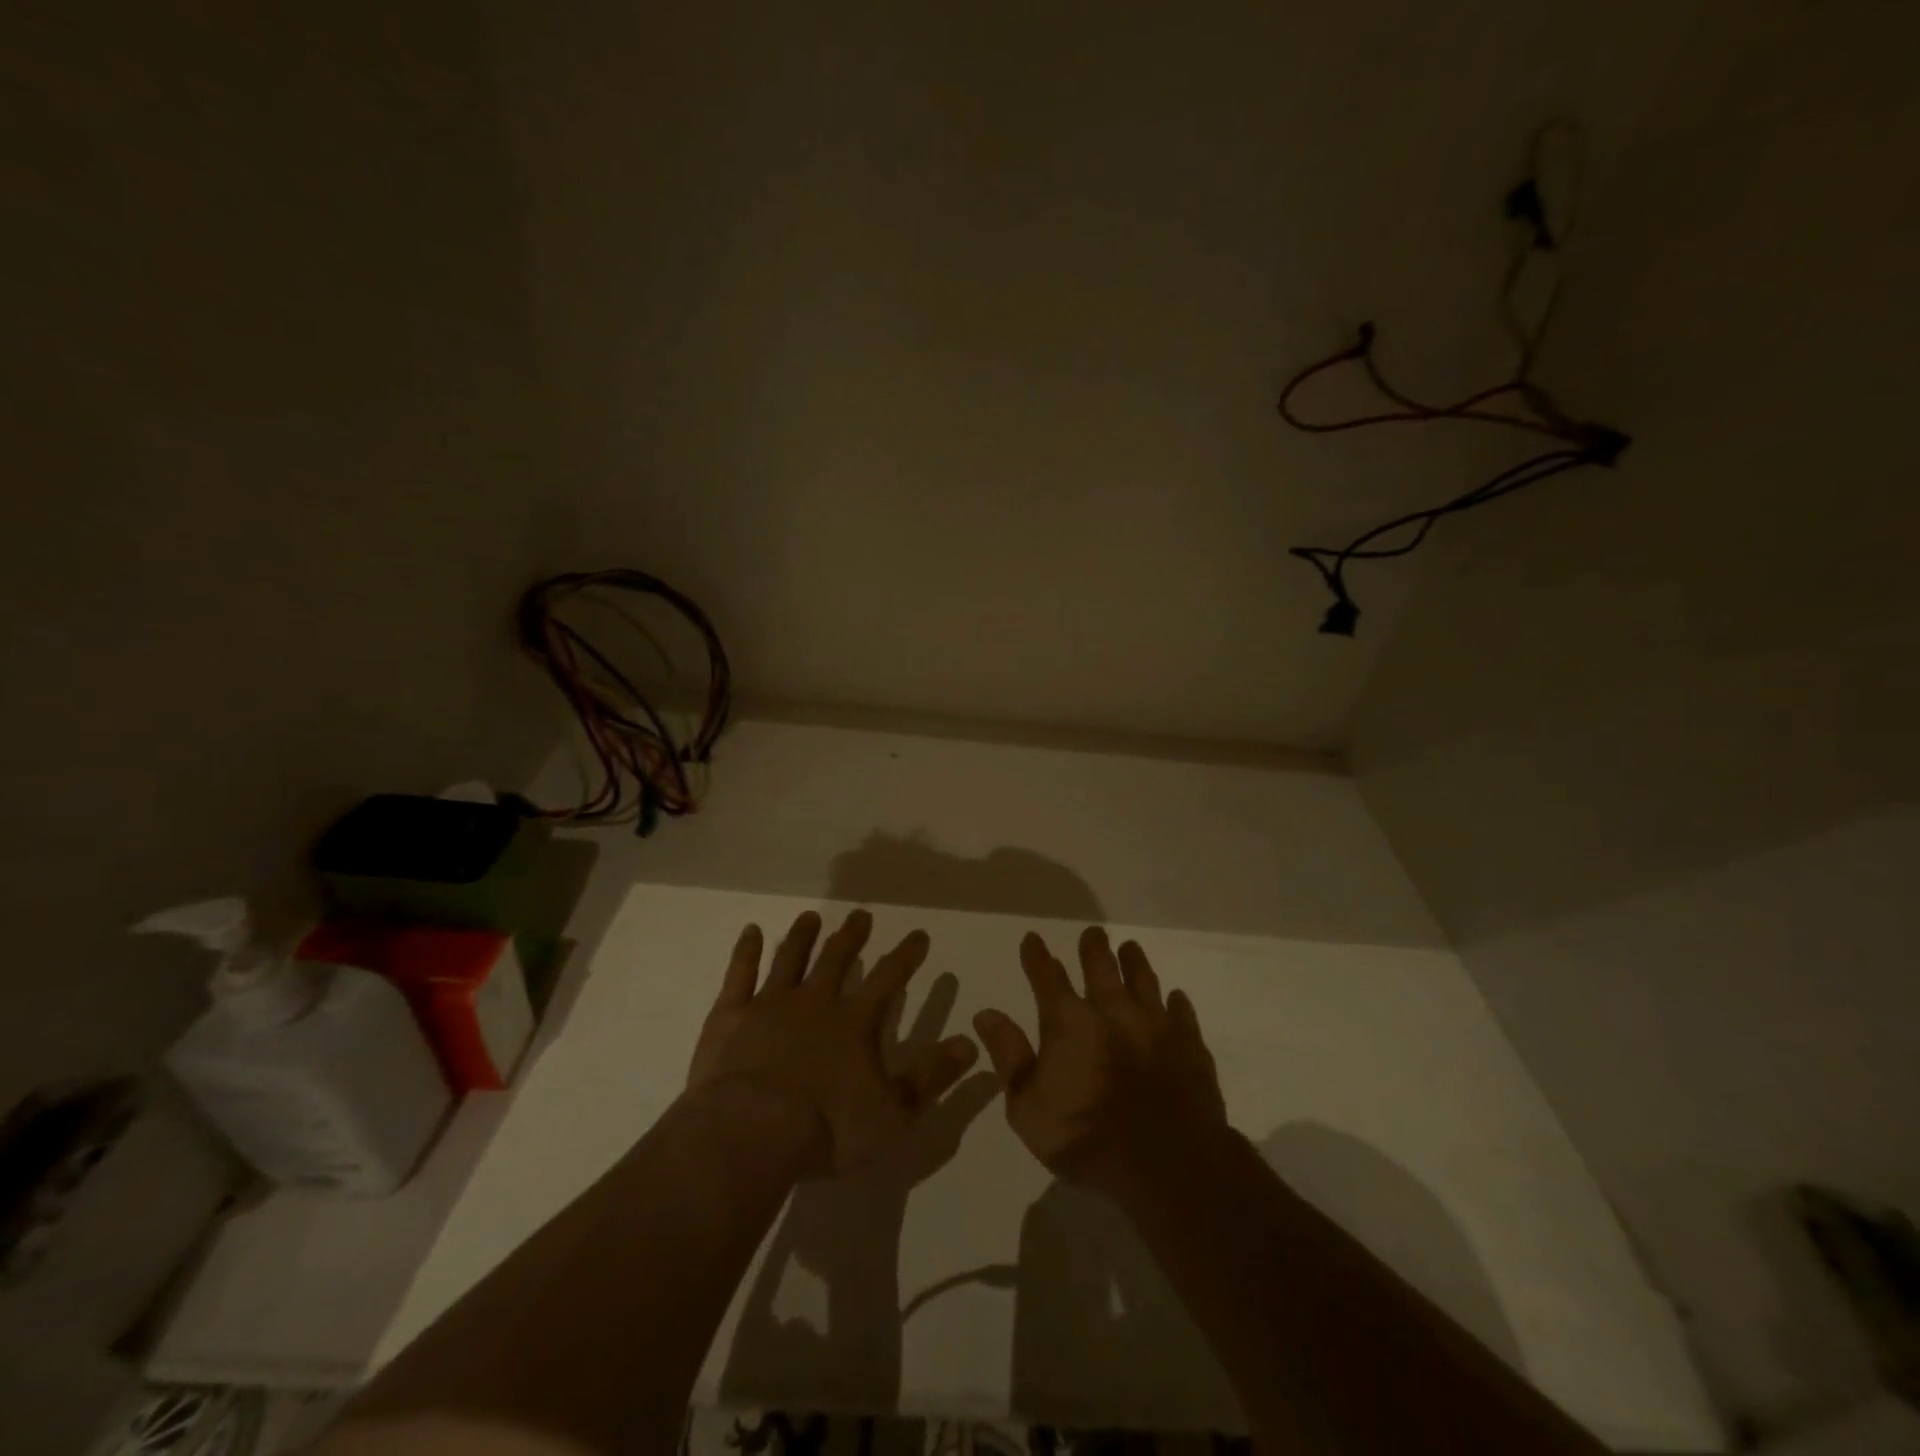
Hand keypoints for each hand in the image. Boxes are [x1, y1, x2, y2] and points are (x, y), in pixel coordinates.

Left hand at [687, 908, 978, 1174]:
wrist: (750, 1134)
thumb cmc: (828, 1128)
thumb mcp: (894, 1113)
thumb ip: (932, 1076)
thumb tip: (970, 1043)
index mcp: (854, 1022)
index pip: (889, 978)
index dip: (906, 955)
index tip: (918, 935)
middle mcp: (815, 1002)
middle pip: (837, 959)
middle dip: (852, 936)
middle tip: (861, 914)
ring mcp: (770, 1004)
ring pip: (791, 958)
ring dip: (803, 936)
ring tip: (811, 917)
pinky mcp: (731, 1016)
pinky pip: (740, 974)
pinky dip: (746, 951)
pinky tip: (750, 931)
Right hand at [973, 927, 1225, 1195]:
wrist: (1165, 1162)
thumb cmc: (1084, 1137)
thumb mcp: (1027, 1106)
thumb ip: (1009, 1056)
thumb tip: (986, 1014)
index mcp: (1069, 1022)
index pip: (1047, 977)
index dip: (1037, 956)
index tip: (1033, 938)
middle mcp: (1111, 1011)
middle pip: (1101, 966)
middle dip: (1093, 947)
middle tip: (1093, 933)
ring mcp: (1154, 1024)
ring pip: (1143, 980)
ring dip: (1134, 962)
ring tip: (1130, 948)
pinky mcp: (1189, 1045)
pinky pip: (1181, 1014)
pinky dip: (1176, 1003)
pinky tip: (1176, 998)